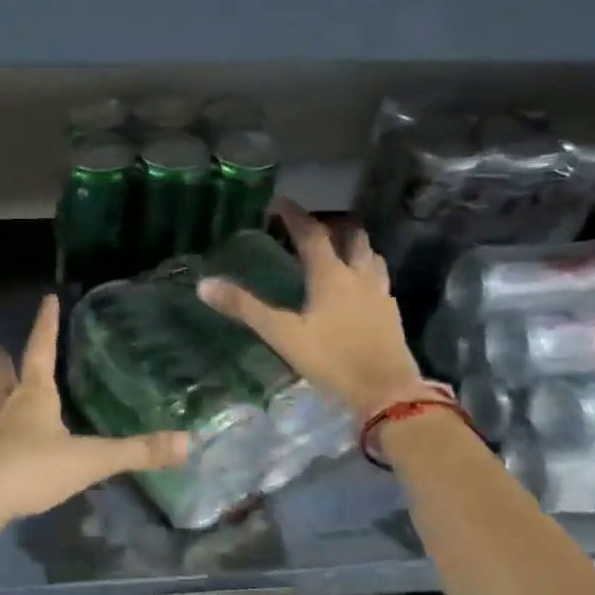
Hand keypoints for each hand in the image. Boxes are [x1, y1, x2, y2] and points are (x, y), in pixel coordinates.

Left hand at [0, 295, 187, 528]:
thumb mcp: (88, 460)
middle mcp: (4, 408)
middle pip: (4, 376)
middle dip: (3, 362)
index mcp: (33, 397)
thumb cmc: (30, 469)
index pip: (41, 350)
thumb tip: (188, 443)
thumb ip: (135, 453)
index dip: (46, 324)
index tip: (46, 299)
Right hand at [197, 197, 423, 416]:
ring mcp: (380, 293)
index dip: (294, 215)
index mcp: (331, 275)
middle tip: (310, 227)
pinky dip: (364, 271)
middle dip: (331, 225)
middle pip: (351, 235)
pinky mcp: (391, 312)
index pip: (312, 234)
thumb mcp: (282, 335)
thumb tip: (204, 285)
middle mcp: (359, 275)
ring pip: (370, 255)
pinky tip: (355, 288)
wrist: (386, 391)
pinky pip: (378, 279)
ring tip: (335, 251)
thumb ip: (245, 309)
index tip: (279, 202)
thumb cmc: (332, 360)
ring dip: (352, 245)